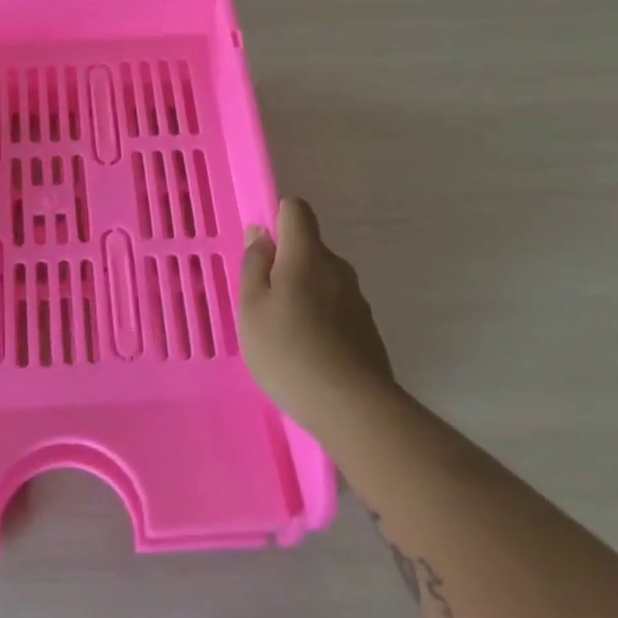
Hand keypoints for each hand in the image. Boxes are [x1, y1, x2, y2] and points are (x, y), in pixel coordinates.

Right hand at [238, 197, 395, 431]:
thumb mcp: (251, 308)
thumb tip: (261, 234)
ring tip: (282, 334)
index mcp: (307, 255)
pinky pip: (334, 309)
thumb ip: (254, 265)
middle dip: (284, 265)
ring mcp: (357, 299)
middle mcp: (337, 268)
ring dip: (301, 295)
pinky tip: (306, 353)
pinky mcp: (366, 329)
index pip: (296, 210)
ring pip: (321, 281)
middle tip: (261, 303)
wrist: (352, 407)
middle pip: (308, 248)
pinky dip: (318, 319)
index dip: (276, 219)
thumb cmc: (288, 350)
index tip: (259, 251)